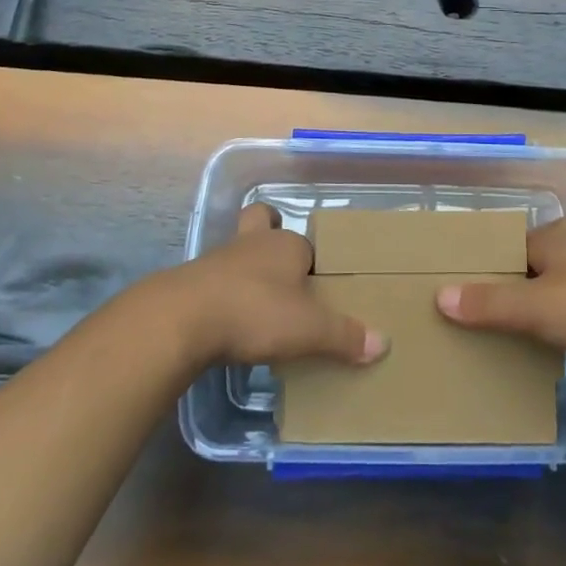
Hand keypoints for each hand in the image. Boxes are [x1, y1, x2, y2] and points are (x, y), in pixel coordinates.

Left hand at [169, 203, 388, 370]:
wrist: (182, 319)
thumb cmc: (254, 312)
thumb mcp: (308, 329)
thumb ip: (344, 336)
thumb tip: (383, 342)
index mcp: (285, 245)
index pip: (306, 245)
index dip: (311, 263)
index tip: (316, 288)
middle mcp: (253, 243)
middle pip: (261, 222)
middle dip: (269, 234)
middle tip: (280, 269)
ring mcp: (218, 259)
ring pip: (237, 251)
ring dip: (245, 270)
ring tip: (256, 304)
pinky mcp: (192, 282)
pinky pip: (214, 281)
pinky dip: (223, 295)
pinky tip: (228, 322)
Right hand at [435, 219, 565, 370]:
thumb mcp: (533, 306)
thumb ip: (488, 303)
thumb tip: (440, 297)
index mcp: (554, 234)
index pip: (509, 245)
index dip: (487, 266)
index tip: (465, 289)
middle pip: (532, 264)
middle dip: (512, 287)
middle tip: (484, 314)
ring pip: (557, 285)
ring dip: (540, 305)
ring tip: (514, 332)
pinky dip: (564, 319)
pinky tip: (555, 341)